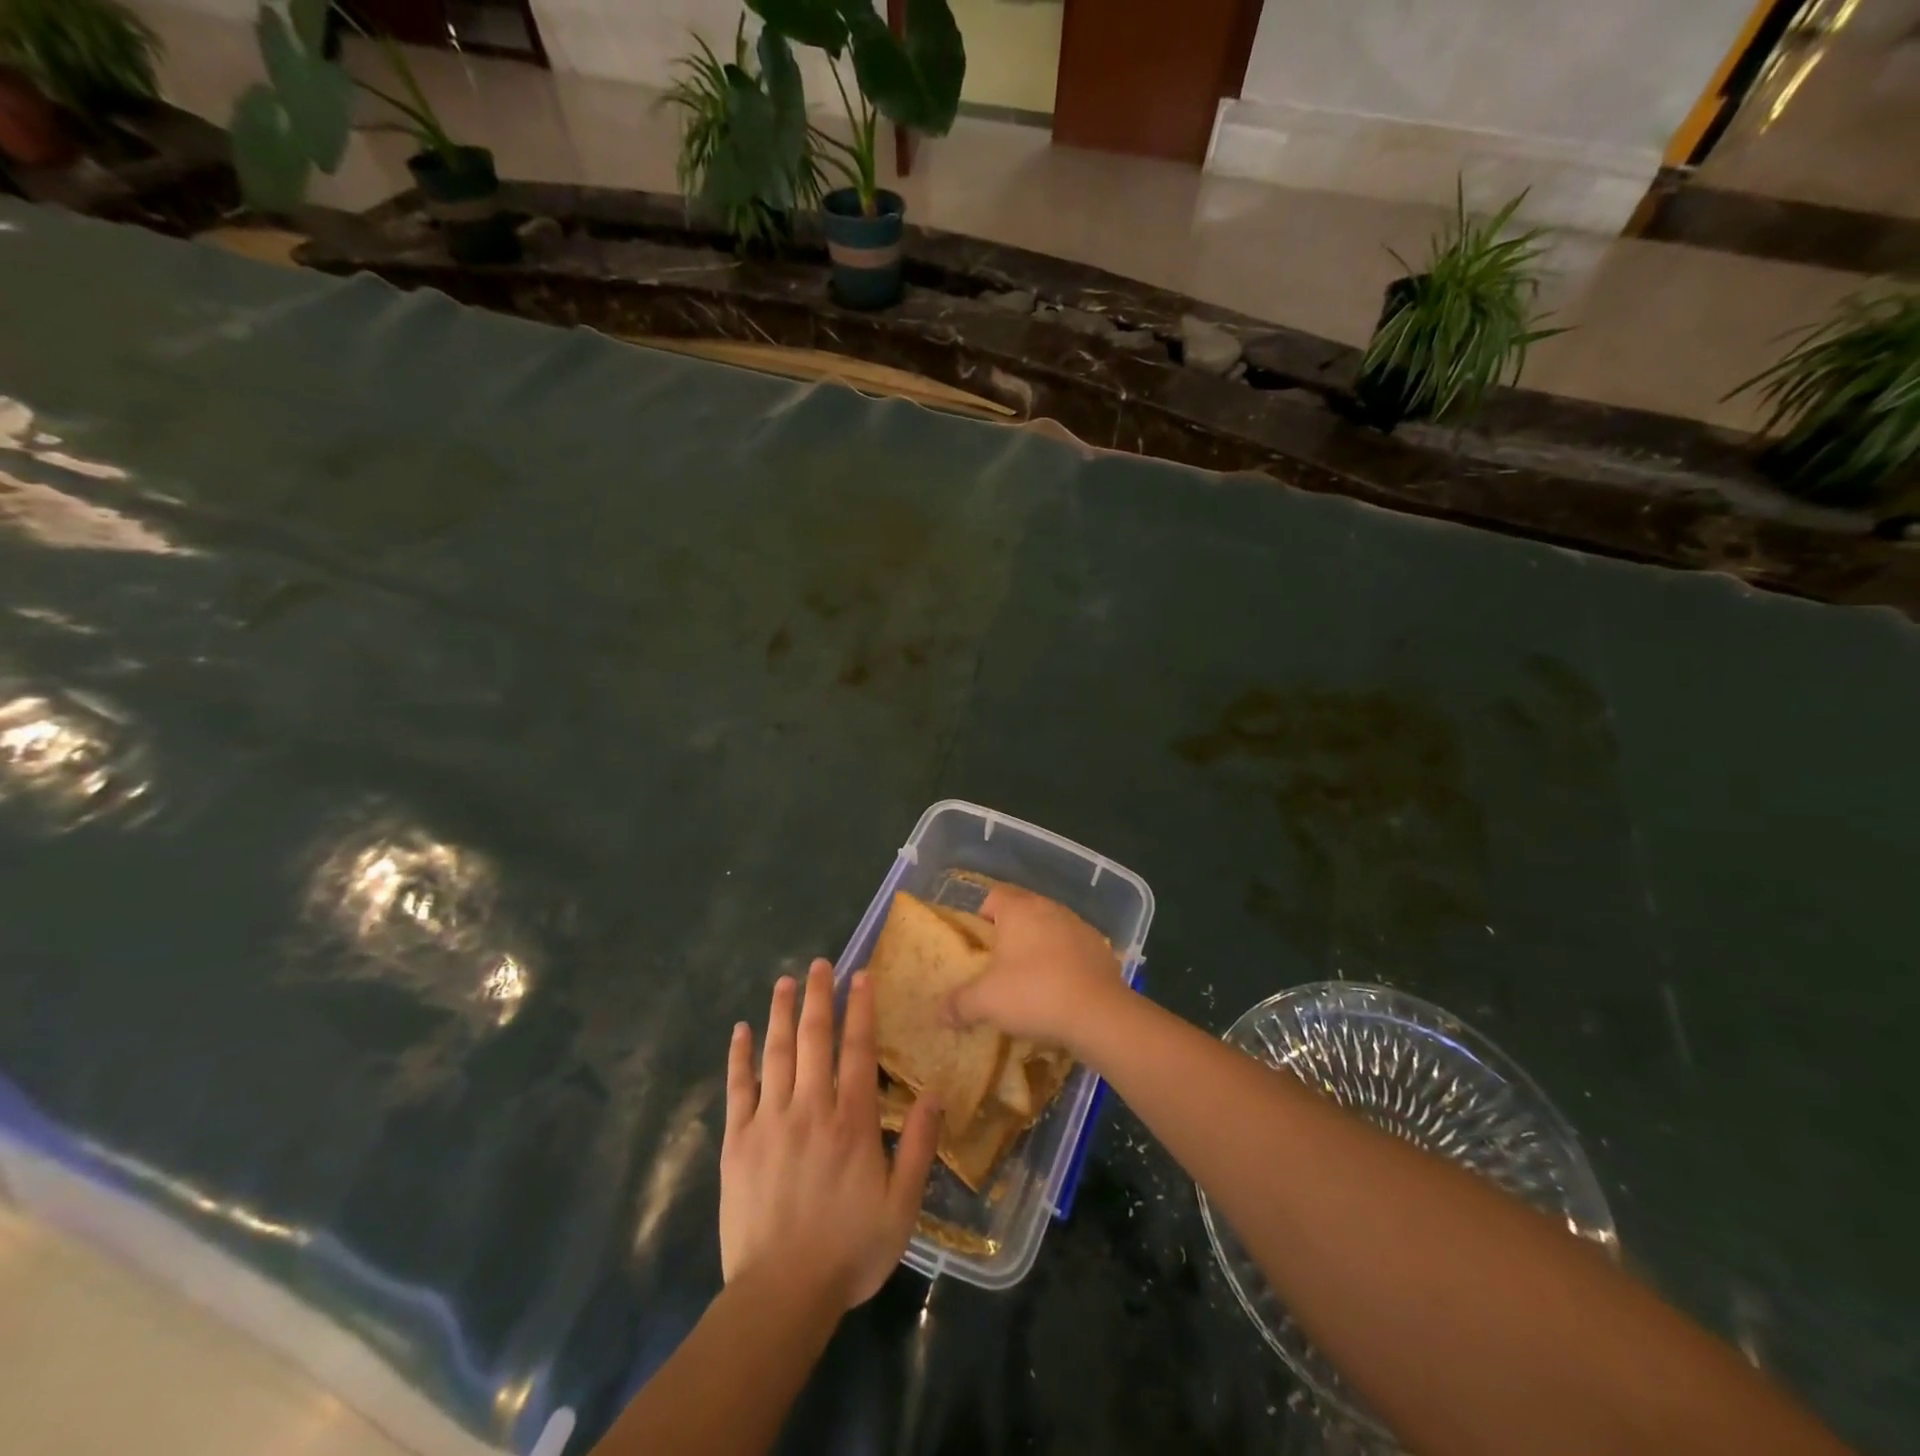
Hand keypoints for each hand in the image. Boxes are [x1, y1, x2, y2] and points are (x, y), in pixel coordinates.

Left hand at [721, 959, 940, 1310]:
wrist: (780, 1295)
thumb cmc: (849, 1251)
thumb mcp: (902, 1207)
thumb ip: (919, 1147)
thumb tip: (934, 1093)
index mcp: (852, 1121)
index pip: (857, 1049)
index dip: (860, 1008)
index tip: (860, 975)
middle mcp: (810, 1108)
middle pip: (814, 1038)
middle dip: (819, 996)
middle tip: (819, 963)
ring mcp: (770, 1121)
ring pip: (776, 1053)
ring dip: (781, 1013)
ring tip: (785, 981)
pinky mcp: (738, 1141)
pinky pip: (738, 1087)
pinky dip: (739, 1056)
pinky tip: (740, 1030)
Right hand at [947, 884, 1124, 1048]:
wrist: (1099, 1014)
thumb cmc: (1034, 994)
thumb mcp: (985, 1002)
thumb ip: (958, 1004)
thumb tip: (939, 1013)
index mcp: (1020, 909)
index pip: (993, 896)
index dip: (981, 917)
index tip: (976, 946)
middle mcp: (1050, 908)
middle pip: (1023, 912)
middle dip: (1009, 935)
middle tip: (998, 967)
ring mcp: (1079, 926)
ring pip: (1049, 930)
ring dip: (1039, 948)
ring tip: (1030, 982)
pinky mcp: (1101, 949)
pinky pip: (1073, 950)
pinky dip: (1064, 964)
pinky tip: (1060, 992)